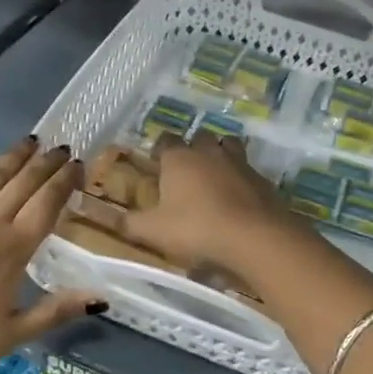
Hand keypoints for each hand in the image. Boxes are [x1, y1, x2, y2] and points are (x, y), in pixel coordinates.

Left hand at [0, 137, 103, 373]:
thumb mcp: (13, 335)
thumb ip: (57, 310)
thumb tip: (101, 297)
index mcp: (14, 249)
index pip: (48, 203)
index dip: (65, 181)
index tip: (77, 164)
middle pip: (24, 183)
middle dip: (46, 163)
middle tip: (61, 148)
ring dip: (13, 156)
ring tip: (29, 142)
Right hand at [122, 133, 299, 272]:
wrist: (254, 236)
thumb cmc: (196, 228)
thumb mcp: (154, 231)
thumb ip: (130, 223)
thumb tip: (110, 218)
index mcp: (179, 158)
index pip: (165, 140)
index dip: (160, 149)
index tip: (157, 161)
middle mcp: (209, 152)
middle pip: (200, 137)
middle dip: (193, 147)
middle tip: (187, 167)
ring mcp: (239, 162)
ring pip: (229, 145)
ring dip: (221, 154)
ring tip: (215, 173)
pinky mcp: (262, 179)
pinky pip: (248, 169)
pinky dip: (241, 177)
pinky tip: (238, 195)